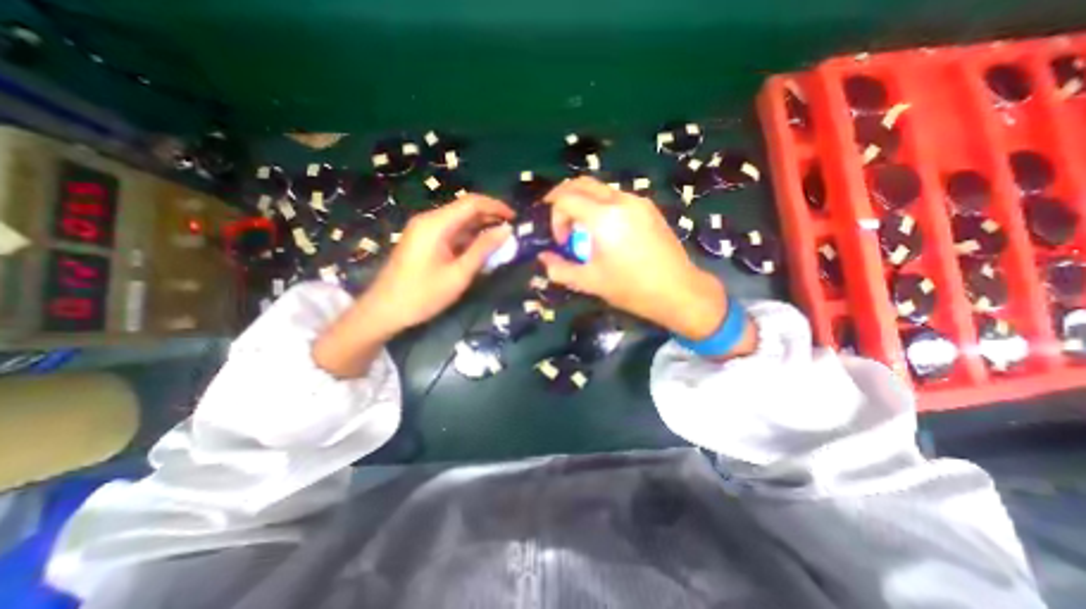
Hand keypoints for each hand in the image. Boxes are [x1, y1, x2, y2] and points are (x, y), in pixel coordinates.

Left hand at [316, 195, 513, 376]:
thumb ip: (483, 249)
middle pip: (465, 208)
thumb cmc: (423, 295)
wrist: (383, 310)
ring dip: (480, 227)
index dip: (496, 207)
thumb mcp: (459, 274)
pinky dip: (468, 237)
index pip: (472, 203)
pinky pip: (451, 231)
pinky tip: (481, 248)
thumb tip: (506, 230)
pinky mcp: (423, 240)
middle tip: (511, 231)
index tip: (515, 218)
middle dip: (490, 216)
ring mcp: (424, 229)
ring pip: (459, 220)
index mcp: (436, 224)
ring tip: (501, 240)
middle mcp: (429, 220)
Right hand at [535, 177, 728, 341]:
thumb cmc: (632, 289)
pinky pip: (617, 197)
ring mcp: (638, 201)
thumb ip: (560, 269)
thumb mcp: (590, 282)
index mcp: (603, 217)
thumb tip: (543, 258)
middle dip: (564, 199)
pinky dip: (602, 207)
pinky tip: (607, 232)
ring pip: (600, 189)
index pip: (565, 198)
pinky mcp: (649, 208)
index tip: (561, 241)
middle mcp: (620, 200)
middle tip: (562, 225)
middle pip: (581, 183)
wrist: (679, 291)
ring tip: (586, 232)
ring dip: (584, 203)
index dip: (554, 216)